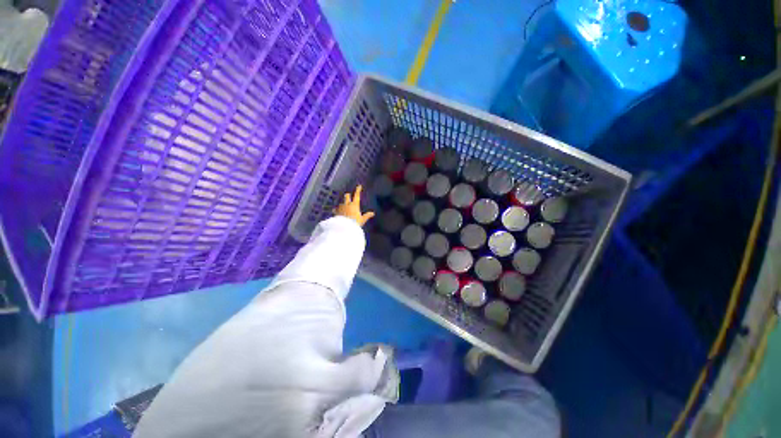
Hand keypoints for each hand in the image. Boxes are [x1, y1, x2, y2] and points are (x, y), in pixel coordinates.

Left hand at [333, 185, 374, 226]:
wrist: (344, 227)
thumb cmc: (354, 223)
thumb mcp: (362, 220)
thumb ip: (367, 216)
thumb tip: (372, 213)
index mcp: (354, 205)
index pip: (357, 195)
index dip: (358, 190)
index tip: (359, 186)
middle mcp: (347, 204)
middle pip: (347, 196)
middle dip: (348, 196)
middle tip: (348, 196)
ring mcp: (341, 207)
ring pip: (341, 202)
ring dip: (342, 204)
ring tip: (343, 207)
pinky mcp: (336, 212)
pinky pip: (335, 209)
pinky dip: (336, 210)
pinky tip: (335, 212)